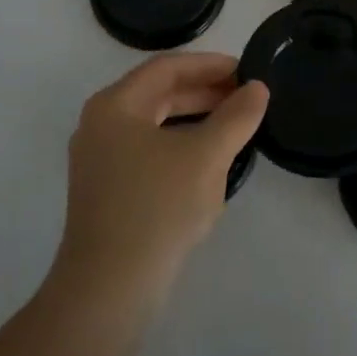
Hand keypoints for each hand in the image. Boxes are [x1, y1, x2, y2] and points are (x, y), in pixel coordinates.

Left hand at [55, 54, 267, 304]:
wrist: (108, 290)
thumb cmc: (157, 208)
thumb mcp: (206, 157)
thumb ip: (236, 117)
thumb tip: (257, 89)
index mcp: (114, 105)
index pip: (167, 68)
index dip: (209, 65)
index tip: (246, 70)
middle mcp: (100, 125)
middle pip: (158, 94)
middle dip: (204, 92)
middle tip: (246, 97)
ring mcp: (99, 161)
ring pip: (155, 125)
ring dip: (195, 120)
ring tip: (235, 125)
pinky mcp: (106, 192)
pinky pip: (148, 153)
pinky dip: (180, 147)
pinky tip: (209, 163)